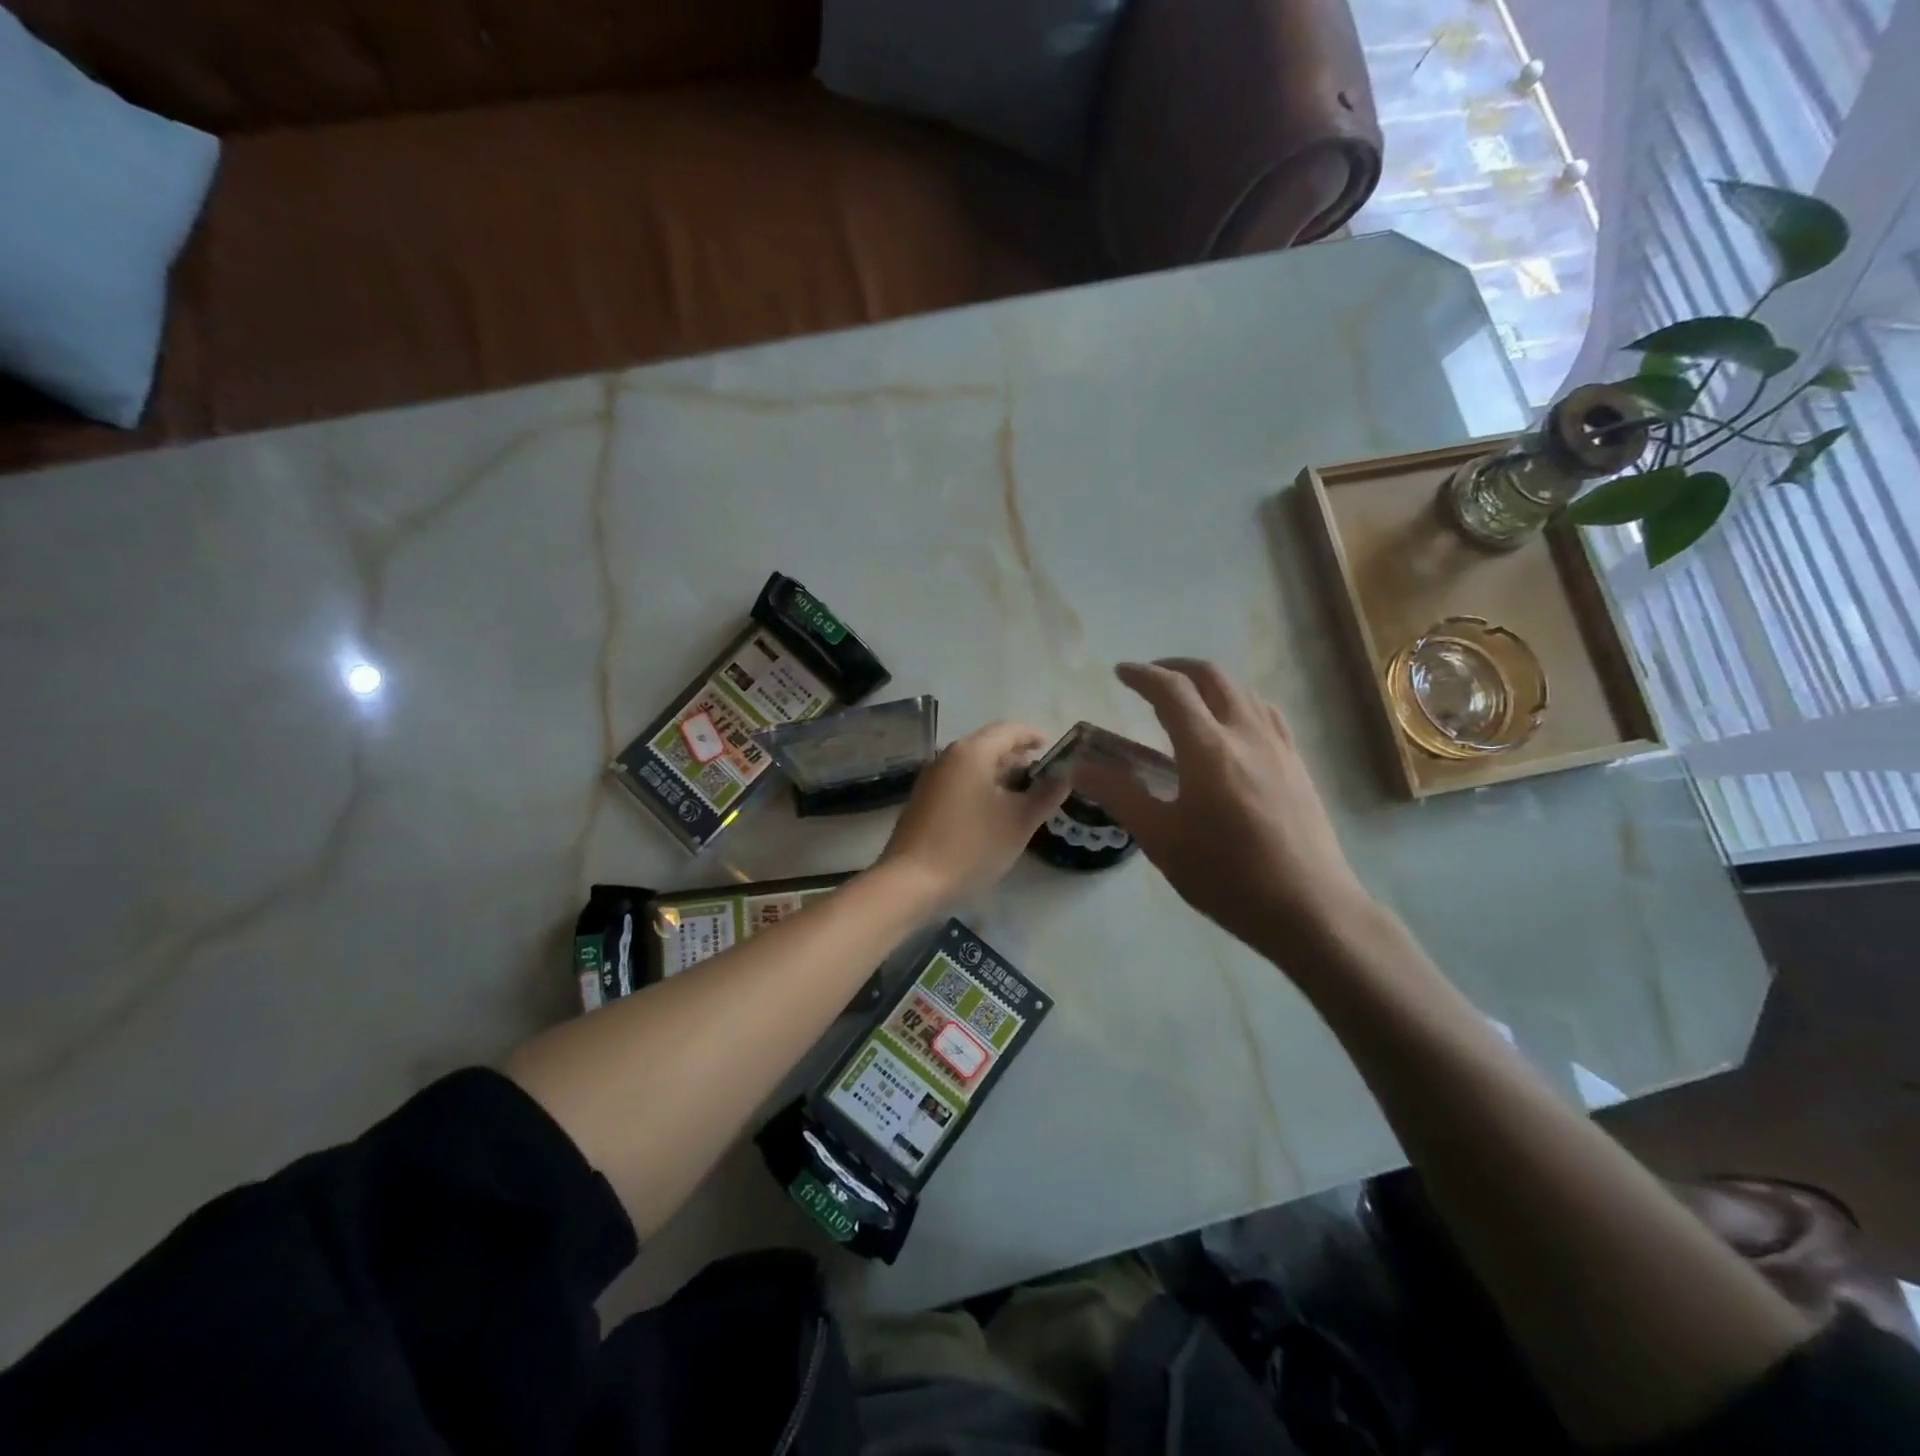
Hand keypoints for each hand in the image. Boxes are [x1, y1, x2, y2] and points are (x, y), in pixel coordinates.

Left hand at [878, 721, 1069, 905]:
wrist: (912, 881)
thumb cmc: (972, 846)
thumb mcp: (1019, 821)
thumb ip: (1046, 794)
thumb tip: (1065, 776)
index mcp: (972, 752)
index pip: (1009, 729)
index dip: (1034, 736)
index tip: (1052, 748)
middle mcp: (948, 756)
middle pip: (989, 744)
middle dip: (1017, 757)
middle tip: (1042, 777)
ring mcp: (931, 778)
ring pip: (973, 764)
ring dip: (999, 774)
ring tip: (1022, 796)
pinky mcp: (922, 800)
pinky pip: (959, 781)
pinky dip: (980, 787)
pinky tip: (992, 812)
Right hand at [1072, 659, 1374, 964]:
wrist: (1310, 909)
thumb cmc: (1227, 876)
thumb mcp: (1161, 839)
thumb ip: (1119, 795)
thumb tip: (1081, 767)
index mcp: (1208, 748)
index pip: (1171, 690)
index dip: (1142, 675)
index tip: (1120, 673)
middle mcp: (1246, 734)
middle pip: (1211, 677)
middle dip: (1176, 668)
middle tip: (1149, 679)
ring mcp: (1278, 746)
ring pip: (1242, 691)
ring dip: (1208, 683)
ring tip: (1186, 700)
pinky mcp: (1297, 764)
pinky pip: (1264, 713)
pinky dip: (1237, 702)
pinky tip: (1231, 728)